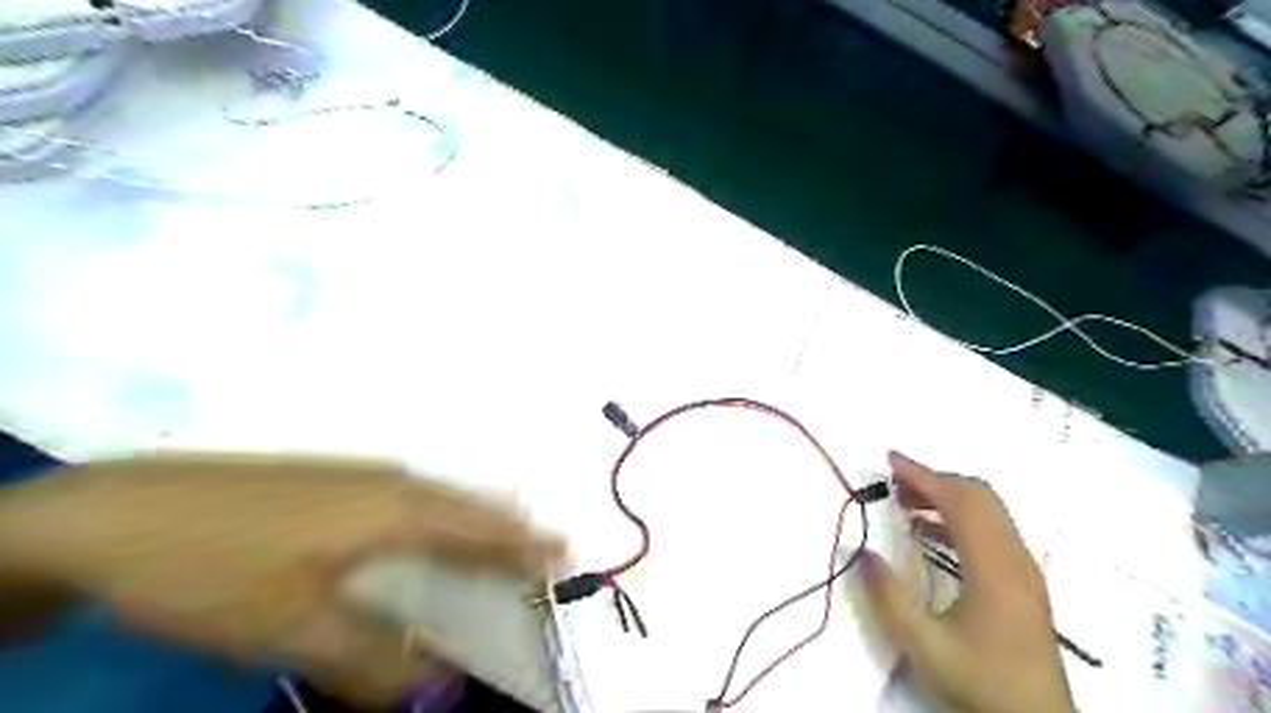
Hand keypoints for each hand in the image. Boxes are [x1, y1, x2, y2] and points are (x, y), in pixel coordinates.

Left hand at [0, 453, 560, 702]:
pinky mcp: (333, 479)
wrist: (118, 512)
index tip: (562, 552)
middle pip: (466, 505)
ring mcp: (358, 475)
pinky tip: (432, 519)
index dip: (520, 546)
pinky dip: (442, 510)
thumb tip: (440, 691)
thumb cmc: (215, 567)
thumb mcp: (290, 627)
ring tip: (506, 532)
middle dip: (510, 527)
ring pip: (439, 495)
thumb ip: (369, 659)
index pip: (476, 531)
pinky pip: (412, 493)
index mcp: (392, 511)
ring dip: (477, 517)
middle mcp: (388, 483)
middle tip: (547, 544)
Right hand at [865, 455, 1070, 711]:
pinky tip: (931, 534)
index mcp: (994, 568)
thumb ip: (888, 597)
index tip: (889, 460)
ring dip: (947, 496)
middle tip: (894, 482)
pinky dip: (960, 517)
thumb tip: (862, 550)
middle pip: (979, 496)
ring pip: (989, 511)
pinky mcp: (1025, 582)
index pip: (959, 501)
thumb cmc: (981, 683)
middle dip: (934, 479)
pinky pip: (992, 530)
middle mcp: (1015, 559)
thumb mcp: (923, 646)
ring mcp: (1024, 570)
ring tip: (906, 502)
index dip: (923, 475)